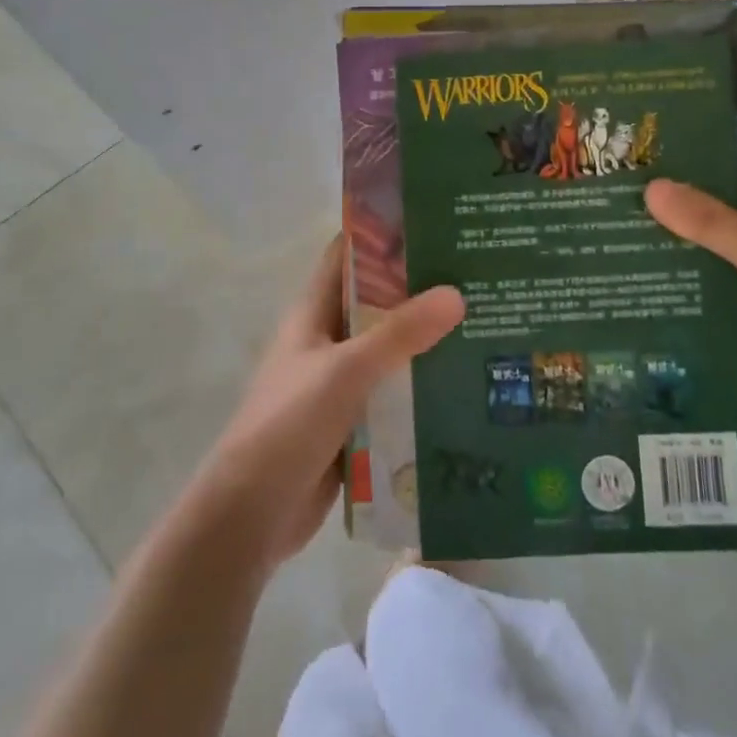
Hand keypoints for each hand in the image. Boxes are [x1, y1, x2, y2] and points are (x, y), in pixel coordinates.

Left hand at [196, 236, 463, 572]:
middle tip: (475, 274)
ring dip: (426, 341)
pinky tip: (465, 383)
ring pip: (388, 350)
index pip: (346, 256)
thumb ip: (400, 333)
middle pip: (375, 302)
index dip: (381, 234)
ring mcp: (339, 383)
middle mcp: (326, 340)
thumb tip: (456, 294)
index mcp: (313, 313)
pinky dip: (420, 386)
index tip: (430, 220)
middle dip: (418, 289)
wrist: (251, 515)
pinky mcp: (352, 422)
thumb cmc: (289, 424)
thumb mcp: (346, 370)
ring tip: (484, 323)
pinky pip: (392, 393)